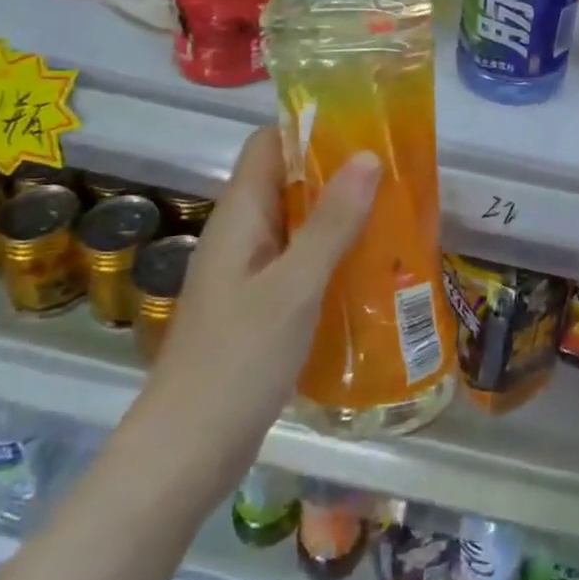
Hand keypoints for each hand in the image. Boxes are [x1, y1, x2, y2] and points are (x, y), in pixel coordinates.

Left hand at [132, 128, 377, 492]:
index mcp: (240, 215)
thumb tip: (368, 155)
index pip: (269, 143)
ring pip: (297, 222)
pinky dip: (331, 254)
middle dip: (337, 169)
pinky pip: (298, 261)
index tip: (362, 124)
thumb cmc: (236, 360)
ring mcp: (247, 272)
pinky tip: (369, 266)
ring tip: (394, 209)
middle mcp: (241, 234)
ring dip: (339, 213)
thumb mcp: (294, 287)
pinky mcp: (257, 306)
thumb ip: (331, 222)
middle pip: (287, 179)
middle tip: (394, 168)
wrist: (184, 455)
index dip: (309, 126)